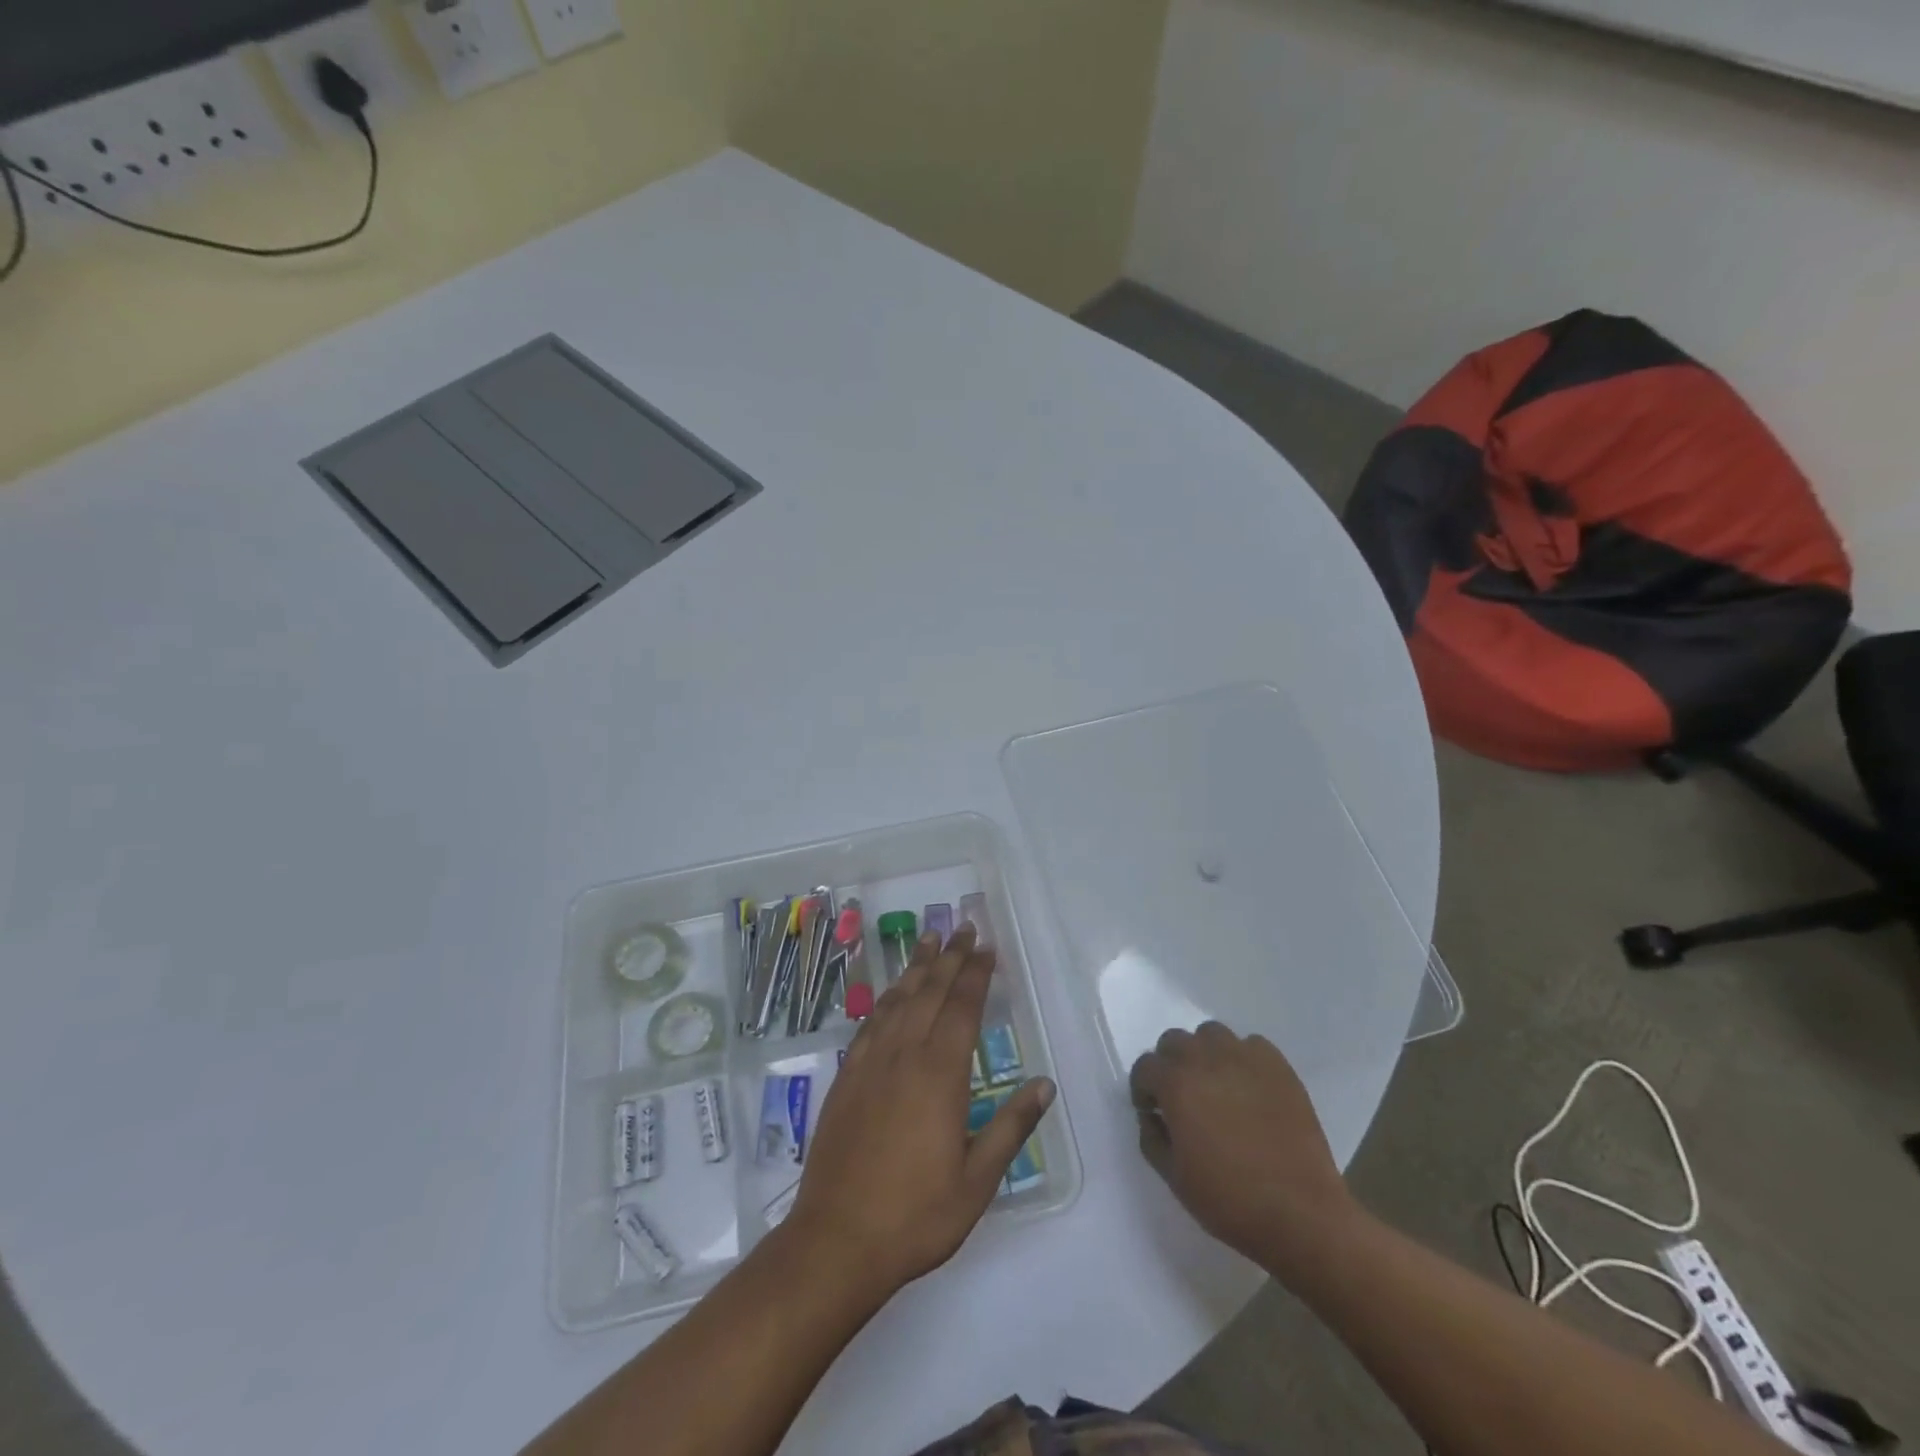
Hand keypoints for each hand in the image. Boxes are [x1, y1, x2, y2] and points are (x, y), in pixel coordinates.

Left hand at [786, 925, 1054, 1296]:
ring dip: (916, 968)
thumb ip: (1011, 1128)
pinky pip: (870, 1024)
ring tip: (929, 940)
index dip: (976, 975)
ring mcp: (870, 1064)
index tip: (987, 948)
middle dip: (949, 958)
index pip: (962, 1009)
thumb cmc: (916, 1215)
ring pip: (897, 1001)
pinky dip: (885, 1000)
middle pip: (929, 992)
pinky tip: (891, 994)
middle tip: (962, 927)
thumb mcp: (977, 1181)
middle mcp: (904, 1056)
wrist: (836, 1240)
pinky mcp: (846, 1078)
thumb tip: (1044, 1085)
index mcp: (939, 1075)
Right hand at [1130, 1022, 1356, 1281]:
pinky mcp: (1278, 1066)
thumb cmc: (1230, 1201)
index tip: (1154, 1111)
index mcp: (1176, 1084)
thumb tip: (1152, 1116)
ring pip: (1211, 1034)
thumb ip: (1152, 1138)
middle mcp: (1206, 1059)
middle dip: (1170, 1065)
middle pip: (1174, 1041)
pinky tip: (1249, 1088)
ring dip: (1205, 1054)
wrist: (1301, 1215)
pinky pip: (1251, 1046)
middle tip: (1182, 1097)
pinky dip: (1242, 1059)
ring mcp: (1245, 1057)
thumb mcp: (1174, 1178)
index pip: (1145, 1066)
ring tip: (1216, 1086)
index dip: (1144, 1089)